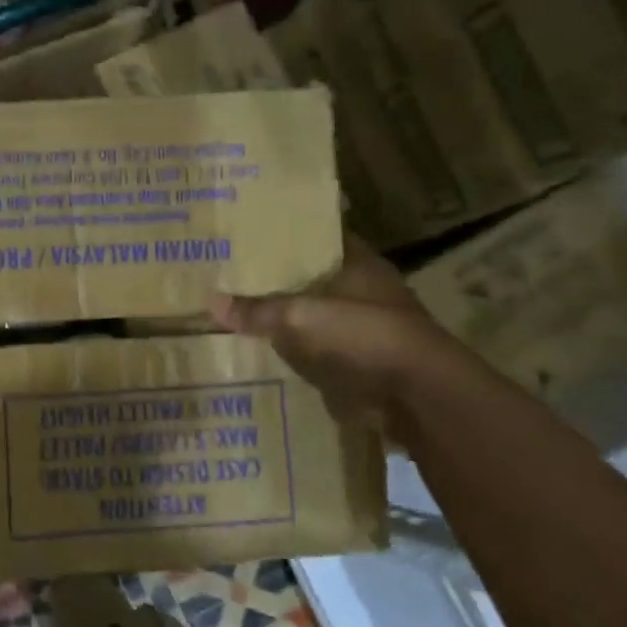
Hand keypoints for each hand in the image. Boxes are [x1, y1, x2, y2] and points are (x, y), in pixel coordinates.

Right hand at [210, 237, 455, 436]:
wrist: (415, 395)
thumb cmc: (364, 335)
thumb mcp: (301, 316)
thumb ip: (258, 309)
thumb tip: (211, 302)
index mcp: (357, 262)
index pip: (317, 235)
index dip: (286, 231)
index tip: (249, 230)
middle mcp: (359, 289)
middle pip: (310, 276)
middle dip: (276, 276)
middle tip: (229, 270)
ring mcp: (359, 327)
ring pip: (310, 313)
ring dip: (282, 314)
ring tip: (233, 307)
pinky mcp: (354, 361)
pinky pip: (312, 348)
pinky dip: (290, 348)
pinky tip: (256, 347)